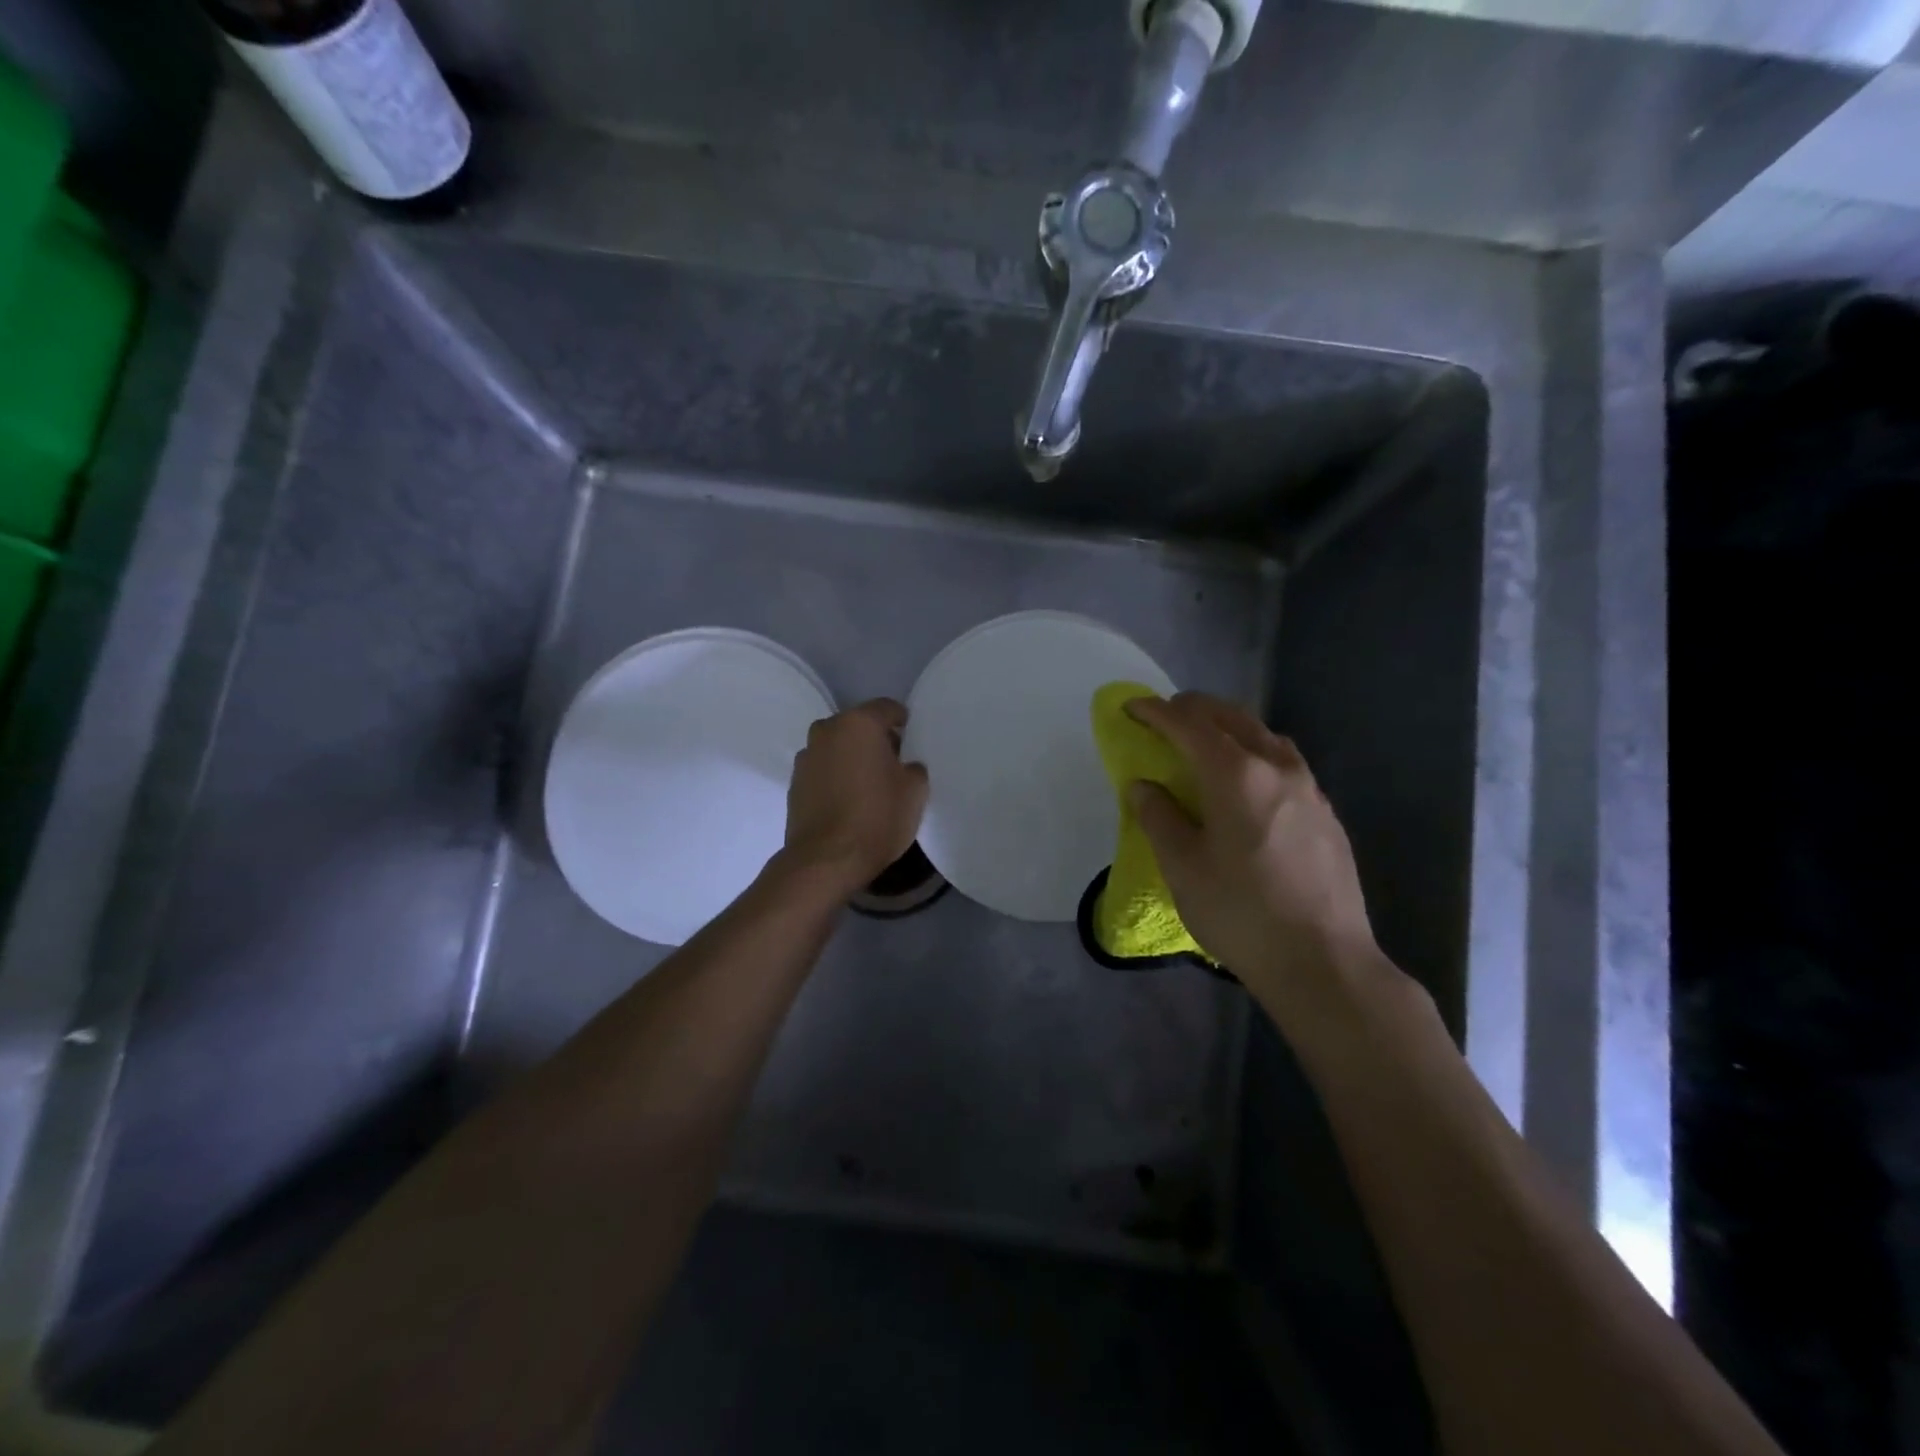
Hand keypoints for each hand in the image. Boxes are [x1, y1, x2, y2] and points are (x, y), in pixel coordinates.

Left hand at [782, 699, 929, 896]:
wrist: (826, 860)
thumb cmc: (877, 818)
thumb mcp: (914, 792)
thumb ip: (912, 768)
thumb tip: (904, 766)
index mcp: (859, 723)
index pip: (886, 708)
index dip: (902, 721)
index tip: (911, 738)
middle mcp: (827, 731)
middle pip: (857, 725)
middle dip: (875, 739)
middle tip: (892, 763)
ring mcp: (806, 756)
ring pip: (837, 747)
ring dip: (851, 757)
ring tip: (867, 784)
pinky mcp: (794, 783)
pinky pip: (822, 769)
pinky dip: (835, 776)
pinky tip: (847, 799)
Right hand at [1125, 693, 1382, 1002]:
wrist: (1323, 962)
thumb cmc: (1241, 913)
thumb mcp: (1183, 867)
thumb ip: (1158, 817)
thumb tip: (1143, 786)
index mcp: (1235, 775)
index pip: (1188, 725)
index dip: (1155, 711)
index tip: (1131, 707)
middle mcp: (1276, 767)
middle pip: (1231, 717)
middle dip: (1193, 709)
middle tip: (1163, 717)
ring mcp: (1308, 788)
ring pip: (1264, 735)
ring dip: (1229, 726)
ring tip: (1205, 741)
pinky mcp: (1326, 812)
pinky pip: (1284, 761)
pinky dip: (1255, 752)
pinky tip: (1247, 781)